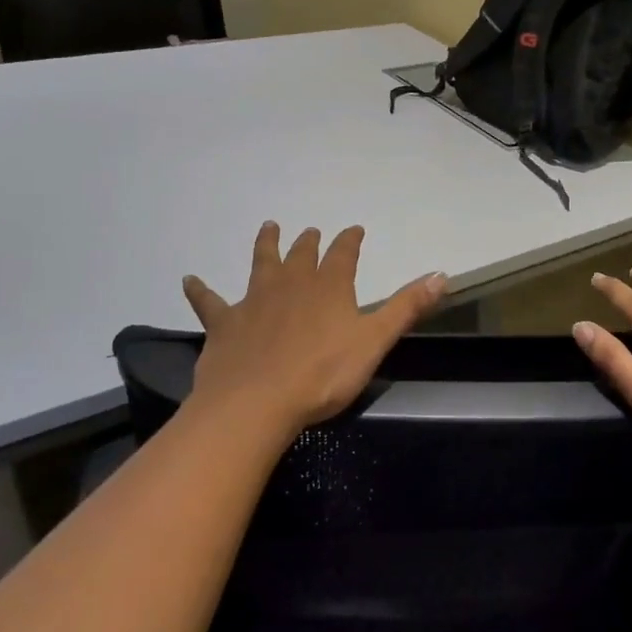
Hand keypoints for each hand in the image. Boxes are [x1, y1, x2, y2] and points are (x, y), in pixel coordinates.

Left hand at [182, 222, 446, 437]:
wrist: (256, 403)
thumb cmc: (323, 375)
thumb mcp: (375, 341)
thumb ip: (407, 307)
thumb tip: (442, 274)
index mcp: (329, 288)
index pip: (343, 254)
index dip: (350, 241)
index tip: (354, 229)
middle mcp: (291, 285)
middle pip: (301, 255)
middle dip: (309, 242)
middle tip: (310, 231)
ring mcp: (254, 301)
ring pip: (260, 265)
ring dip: (266, 245)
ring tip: (268, 227)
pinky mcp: (224, 324)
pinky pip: (209, 302)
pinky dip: (199, 291)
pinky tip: (189, 280)